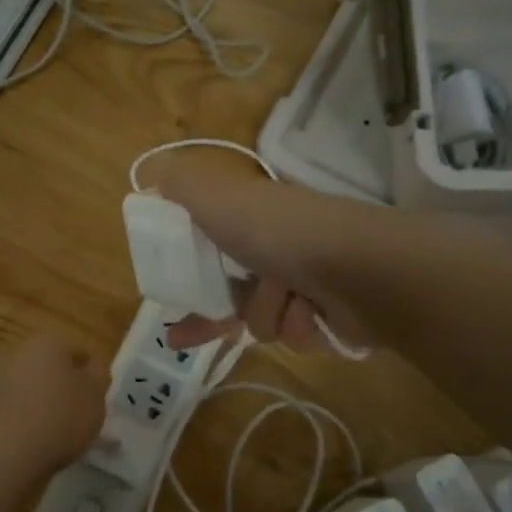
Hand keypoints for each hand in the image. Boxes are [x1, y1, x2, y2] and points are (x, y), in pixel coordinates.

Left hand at [0, 331, 105, 473]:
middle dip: (65, 389)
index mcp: (49, 341)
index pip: (79, 352)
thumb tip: (91, 367)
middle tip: (80, 418)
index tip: (97, 400)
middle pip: (51, 369)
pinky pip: (14, 410)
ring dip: (44, 406)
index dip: (91, 377)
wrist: (1, 452)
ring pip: (32, 390)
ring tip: (59, 437)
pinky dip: (25, 422)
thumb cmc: (59, 417)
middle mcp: (19, 351)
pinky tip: (35, 444)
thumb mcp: (95, 396)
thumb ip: (98, 376)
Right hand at [156, 168, 381, 351]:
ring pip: (264, 320)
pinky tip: (311, 315)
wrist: (358, 268)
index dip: (187, 270)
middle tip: (184, 335)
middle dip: (218, 312)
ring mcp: (309, 283)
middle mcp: (281, 247)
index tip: (168, 290)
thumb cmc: (278, 233)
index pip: (212, 246)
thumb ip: (180, 184)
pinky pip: (296, 336)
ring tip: (288, 300)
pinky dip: (298, 327)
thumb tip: (152, 175)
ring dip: (267, 315)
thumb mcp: (216, 197)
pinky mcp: (332, 316)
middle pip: (233, 293)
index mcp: (254, 218)